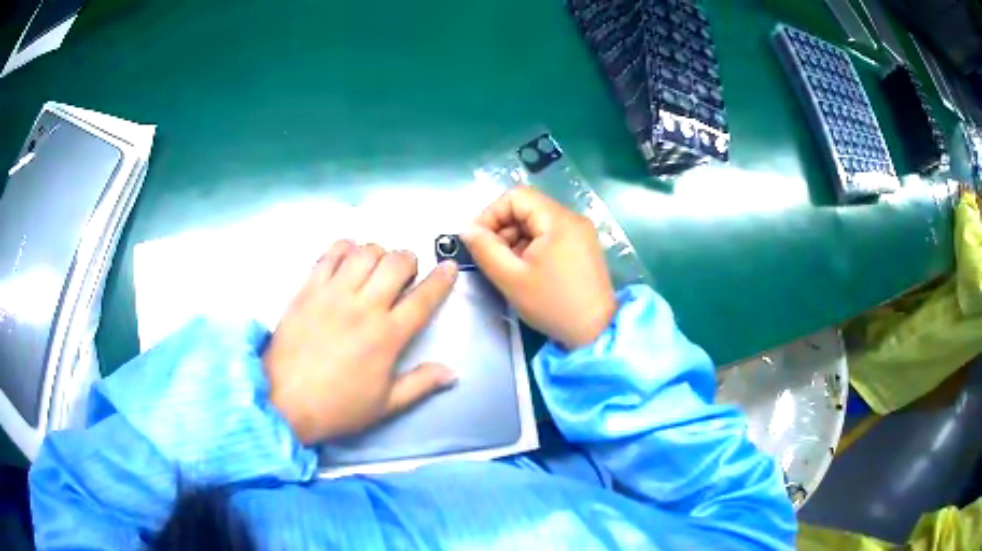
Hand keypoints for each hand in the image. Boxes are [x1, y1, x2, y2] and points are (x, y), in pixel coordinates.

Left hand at [263, 241, 458, 444]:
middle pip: (397, 263)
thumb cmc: (338, 407)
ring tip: (375, 267)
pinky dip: (345, 248)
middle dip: (409, 260)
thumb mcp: (385, 405)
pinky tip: (347, 258)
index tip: (449, 267)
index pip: (423, 299)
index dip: (441, 279)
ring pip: (366, 252)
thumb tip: (452, 373)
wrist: (284, 401)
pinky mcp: (308, 288)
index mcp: (387, 337)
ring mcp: (333, 294)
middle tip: (405, 274)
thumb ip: (420, 384)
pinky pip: (330, 253)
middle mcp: (363, 307)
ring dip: (379, 253)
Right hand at [462, 186, 615, 349]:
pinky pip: (549, 236)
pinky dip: (531, 248)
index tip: (477, 240)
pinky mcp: (583, 248)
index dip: (490, 213)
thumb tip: (467, 229)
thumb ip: (485, 250)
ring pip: (537, 223)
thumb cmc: (553, 305)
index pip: (516, 196)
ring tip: (508, 267)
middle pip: (527, 208)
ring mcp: (580, 233)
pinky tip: (526, 271)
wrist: (596, 332)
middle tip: (491, 257)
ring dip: (515, 240)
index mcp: (558, 219)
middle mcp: (572, 219)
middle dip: (502, 229)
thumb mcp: (511, 278)